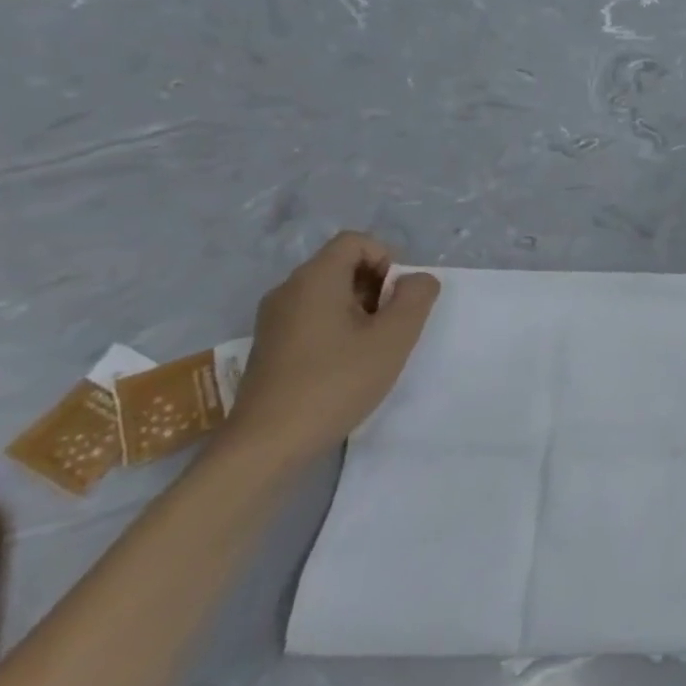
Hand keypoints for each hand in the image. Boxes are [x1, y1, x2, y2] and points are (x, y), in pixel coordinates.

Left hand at [223, 232, 440, 468]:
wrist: (267, 444)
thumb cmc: (336, 383)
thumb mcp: (394, 338)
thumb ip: (416, 298)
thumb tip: (417, 279)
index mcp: (315, 279)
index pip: (356, 241)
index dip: (387, 259)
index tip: (398, 298)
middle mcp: (288, 290)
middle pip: (342, 265)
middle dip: (377, 286)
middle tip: (391, 325)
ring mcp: (274, 319)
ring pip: (329, 292)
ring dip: (360, 309)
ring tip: (372, 348)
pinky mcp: (271, 345)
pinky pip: (312, 316)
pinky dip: (338, 327)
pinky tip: (346, 364)